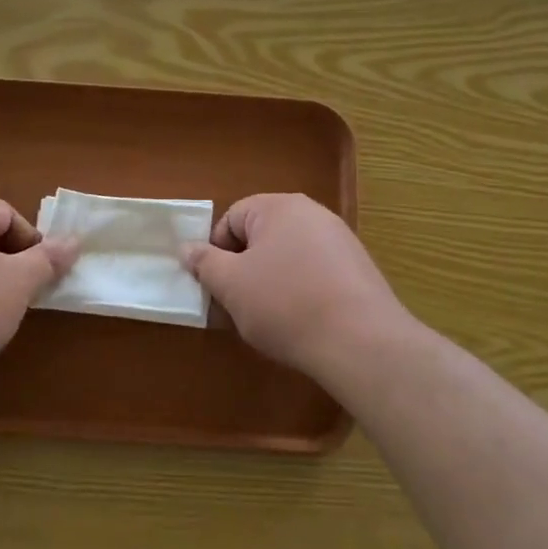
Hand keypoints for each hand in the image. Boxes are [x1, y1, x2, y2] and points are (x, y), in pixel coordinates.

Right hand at [183, 193, 413, 377]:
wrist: (360, 341)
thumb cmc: (285, 304)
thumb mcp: (231, 285)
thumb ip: (205, 263)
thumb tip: (188, 248)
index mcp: (279, 207)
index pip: (232, 218)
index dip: (217, 252)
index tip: (217, 286)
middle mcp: (312, 213)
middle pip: (261, 236)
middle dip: (244, 268)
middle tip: (239, 304)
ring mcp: (340, 240)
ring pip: (288, 256)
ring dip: (271, 281)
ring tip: (270, 318)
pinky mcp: (359, 269)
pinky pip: (315, 272)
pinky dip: (301, 291)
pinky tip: (302, 321)